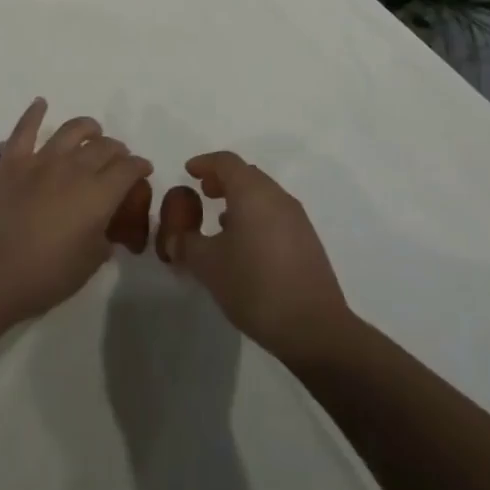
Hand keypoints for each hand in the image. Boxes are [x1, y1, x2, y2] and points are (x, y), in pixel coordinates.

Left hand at [0, 98, 152, 324]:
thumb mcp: (88, 264)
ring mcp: (42, 160)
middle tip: (119, 158)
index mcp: (99, 194)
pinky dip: (34, 112)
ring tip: (92, 131)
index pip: (128, 169)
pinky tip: (41, 102)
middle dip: (117, 150)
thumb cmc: (44, 275)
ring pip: (72, 130)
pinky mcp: (12, 160)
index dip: (139, 167)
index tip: (142, 170)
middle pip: (104, 147)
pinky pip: (25, 128)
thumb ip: (103, 239)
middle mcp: (75, 168)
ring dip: (87, 128)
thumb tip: (105, 227)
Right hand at [162, 151, 350, 363]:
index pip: (226, 162)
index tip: (189, 171)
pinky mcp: (308, 242)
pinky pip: (276, 215)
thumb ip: (186, 245)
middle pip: (247, 174)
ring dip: (241, 199)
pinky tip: (246, 245)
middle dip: (223, 180)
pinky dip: (257, 217)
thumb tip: (174, 238)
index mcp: (252, 193)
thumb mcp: (208, 266)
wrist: (314, 328)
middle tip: (203, 193)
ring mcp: (297, 219)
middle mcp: (277, 197)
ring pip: (264, 195)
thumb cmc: (254, 286)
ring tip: (222, 220)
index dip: (205, 163)